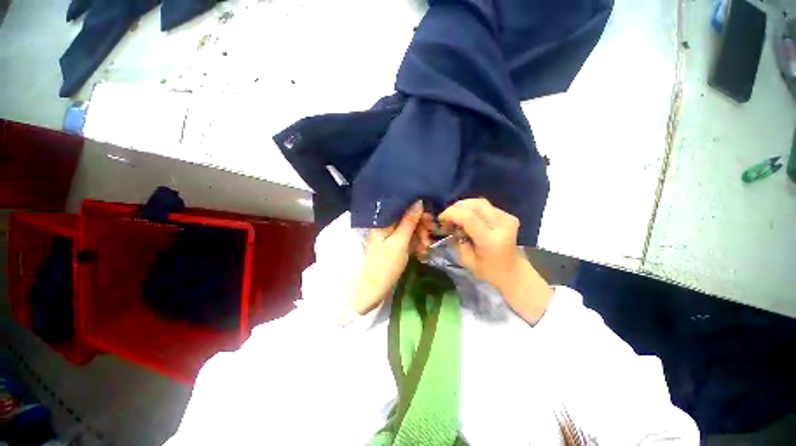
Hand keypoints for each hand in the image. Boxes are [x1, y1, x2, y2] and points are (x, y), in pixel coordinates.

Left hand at [349, 201, 425, 314]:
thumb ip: (409, 222)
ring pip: (411, 229)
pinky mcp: (396, 245)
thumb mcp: (399, 242)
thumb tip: (419, 201)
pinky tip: (422, 252)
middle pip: (408, 218)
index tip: (429, 220)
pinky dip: (417, 244)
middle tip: (428, 238)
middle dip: (421, 227)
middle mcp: (387, 226)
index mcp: (384, 222)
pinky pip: (409, 239)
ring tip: (425, 248)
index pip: (403, 208)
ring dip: (420, 237)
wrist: (375, 289)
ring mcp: (391, 236)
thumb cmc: (385, 265)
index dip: (418, 212)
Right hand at [439, 198, 552, 323]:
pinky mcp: (508, 216)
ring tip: (455, 215)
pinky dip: (472, 208)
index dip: (452, 213)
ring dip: (464, 206)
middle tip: (447, 216)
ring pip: (480, 202)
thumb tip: (452, 223)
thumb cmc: (487, 270)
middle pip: (476, 205)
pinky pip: (485, 206)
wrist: (511, 271)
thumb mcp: (466, 259)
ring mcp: (507, 219)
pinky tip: (467, 216)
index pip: (469, 218)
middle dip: (457, 207)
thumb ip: (458, 239)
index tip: (441, 218)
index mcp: (491, 240)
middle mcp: (502, 226)